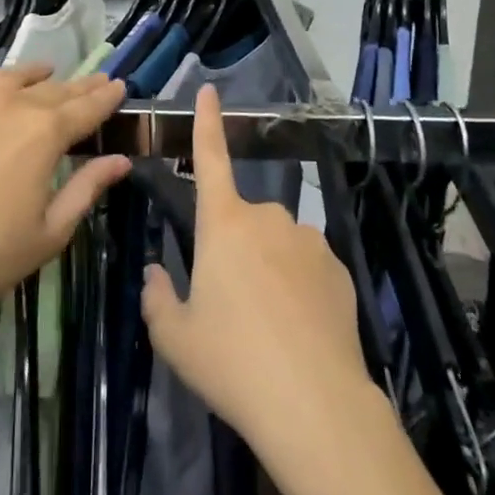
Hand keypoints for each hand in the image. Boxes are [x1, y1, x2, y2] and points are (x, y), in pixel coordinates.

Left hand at [0, 56, 129, 316]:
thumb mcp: (50, 232)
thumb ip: (87, 189)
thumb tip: (121, 160)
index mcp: (46, 134)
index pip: (87, 108)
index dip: (106, 97)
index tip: (120, 86)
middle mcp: (14, 105)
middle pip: (55, 90)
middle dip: (79, 86)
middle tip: (96, 81)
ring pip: (13, 77)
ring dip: (35, 73)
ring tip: (47, 70)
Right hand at [141, 85, 378, 449]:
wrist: (315, 404)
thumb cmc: (233, 363)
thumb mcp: (176, 339)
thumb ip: (157, 299)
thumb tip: (155, 273)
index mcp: (223, 223)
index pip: (210, 159)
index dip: (208, 122)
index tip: (210, 90)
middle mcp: (267, 217)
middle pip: (242, 222)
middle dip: (236, 250)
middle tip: (233, 308)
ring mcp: (309, 239)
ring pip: (279, 245)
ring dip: (270, 269)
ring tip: (271, 328)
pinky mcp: (339, 267)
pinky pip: (310, 267)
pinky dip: (301, 288)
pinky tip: (303, 332)